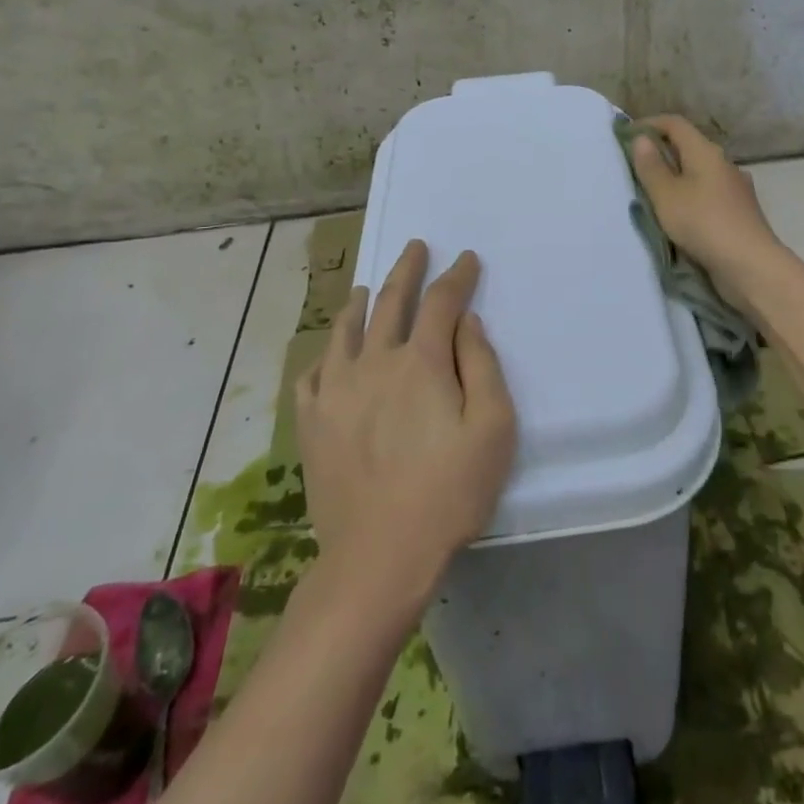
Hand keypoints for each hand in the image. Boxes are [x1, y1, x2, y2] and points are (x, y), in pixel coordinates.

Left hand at [296, 241, 516, 611]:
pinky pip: (312, 375)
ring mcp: (336, 391)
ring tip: (365, 288)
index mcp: (420, 362)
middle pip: (390, 302)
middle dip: (406, 270)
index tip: (467, 259)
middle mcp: (374, 362)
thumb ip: (482, 365)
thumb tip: (466, 321)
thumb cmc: (449, 492)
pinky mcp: (312, 423)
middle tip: (414, 247)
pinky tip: (329, 354)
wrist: (378, 557)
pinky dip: (324, 356)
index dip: (457, 276)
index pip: (441, 302)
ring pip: (345, 331)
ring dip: (360, 303)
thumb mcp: (492, 427)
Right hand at [628, 115, 785, 307]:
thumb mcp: (666, 196)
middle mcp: (723, 162)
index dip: (650, 124)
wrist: (751, 265)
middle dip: (661, 152)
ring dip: (677, 176)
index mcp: (705, 151)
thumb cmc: (703, 224)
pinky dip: (691, 195)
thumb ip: (651, 167)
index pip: (675, 124)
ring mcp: (735, 187)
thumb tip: (641, 139)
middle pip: (688, 146)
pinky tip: (682, 214)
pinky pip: (709, 193)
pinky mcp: (739, 210)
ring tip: (655, 193)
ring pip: (700, 172)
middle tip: (636, 167)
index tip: (627, 136)